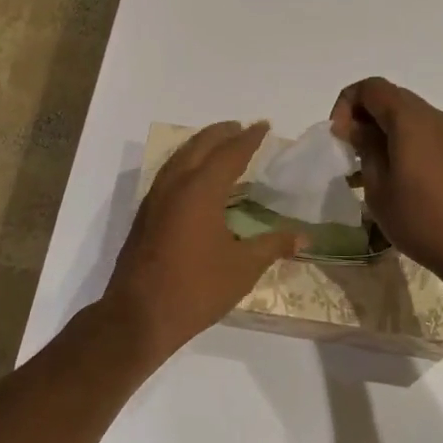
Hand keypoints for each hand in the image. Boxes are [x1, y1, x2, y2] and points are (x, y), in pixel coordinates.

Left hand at [102, 121, 304, 360]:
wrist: (138, 316)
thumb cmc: (196, 289)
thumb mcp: (243, 268)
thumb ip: (273, 246)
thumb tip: (304, 237)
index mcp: (200, 190)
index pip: (229, 153)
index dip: (248, 138)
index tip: (263, 126)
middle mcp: (174, 185)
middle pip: (199, 146)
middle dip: (221, 134)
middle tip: (240, 128)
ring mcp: (154, 199)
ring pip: (179, 158)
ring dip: (200, 145)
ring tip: (218, 145)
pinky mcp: (145, 216)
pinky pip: (168, 174)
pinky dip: (186, 163)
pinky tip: (194, 178)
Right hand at [330, 78, 442, 290]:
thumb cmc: (420, 218)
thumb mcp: (378, 185)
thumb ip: (364, 148)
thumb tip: (356, 128)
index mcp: (409, 118)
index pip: (370, 87)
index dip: (346, 104)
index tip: (339, 138)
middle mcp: (431, 116)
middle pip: (388, 97)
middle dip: (361, 117)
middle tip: (347, 152)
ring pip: (404, 116)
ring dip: (379, 132)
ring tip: (363, 169)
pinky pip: (419, 133)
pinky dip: (398, 143)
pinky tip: (388, 178)